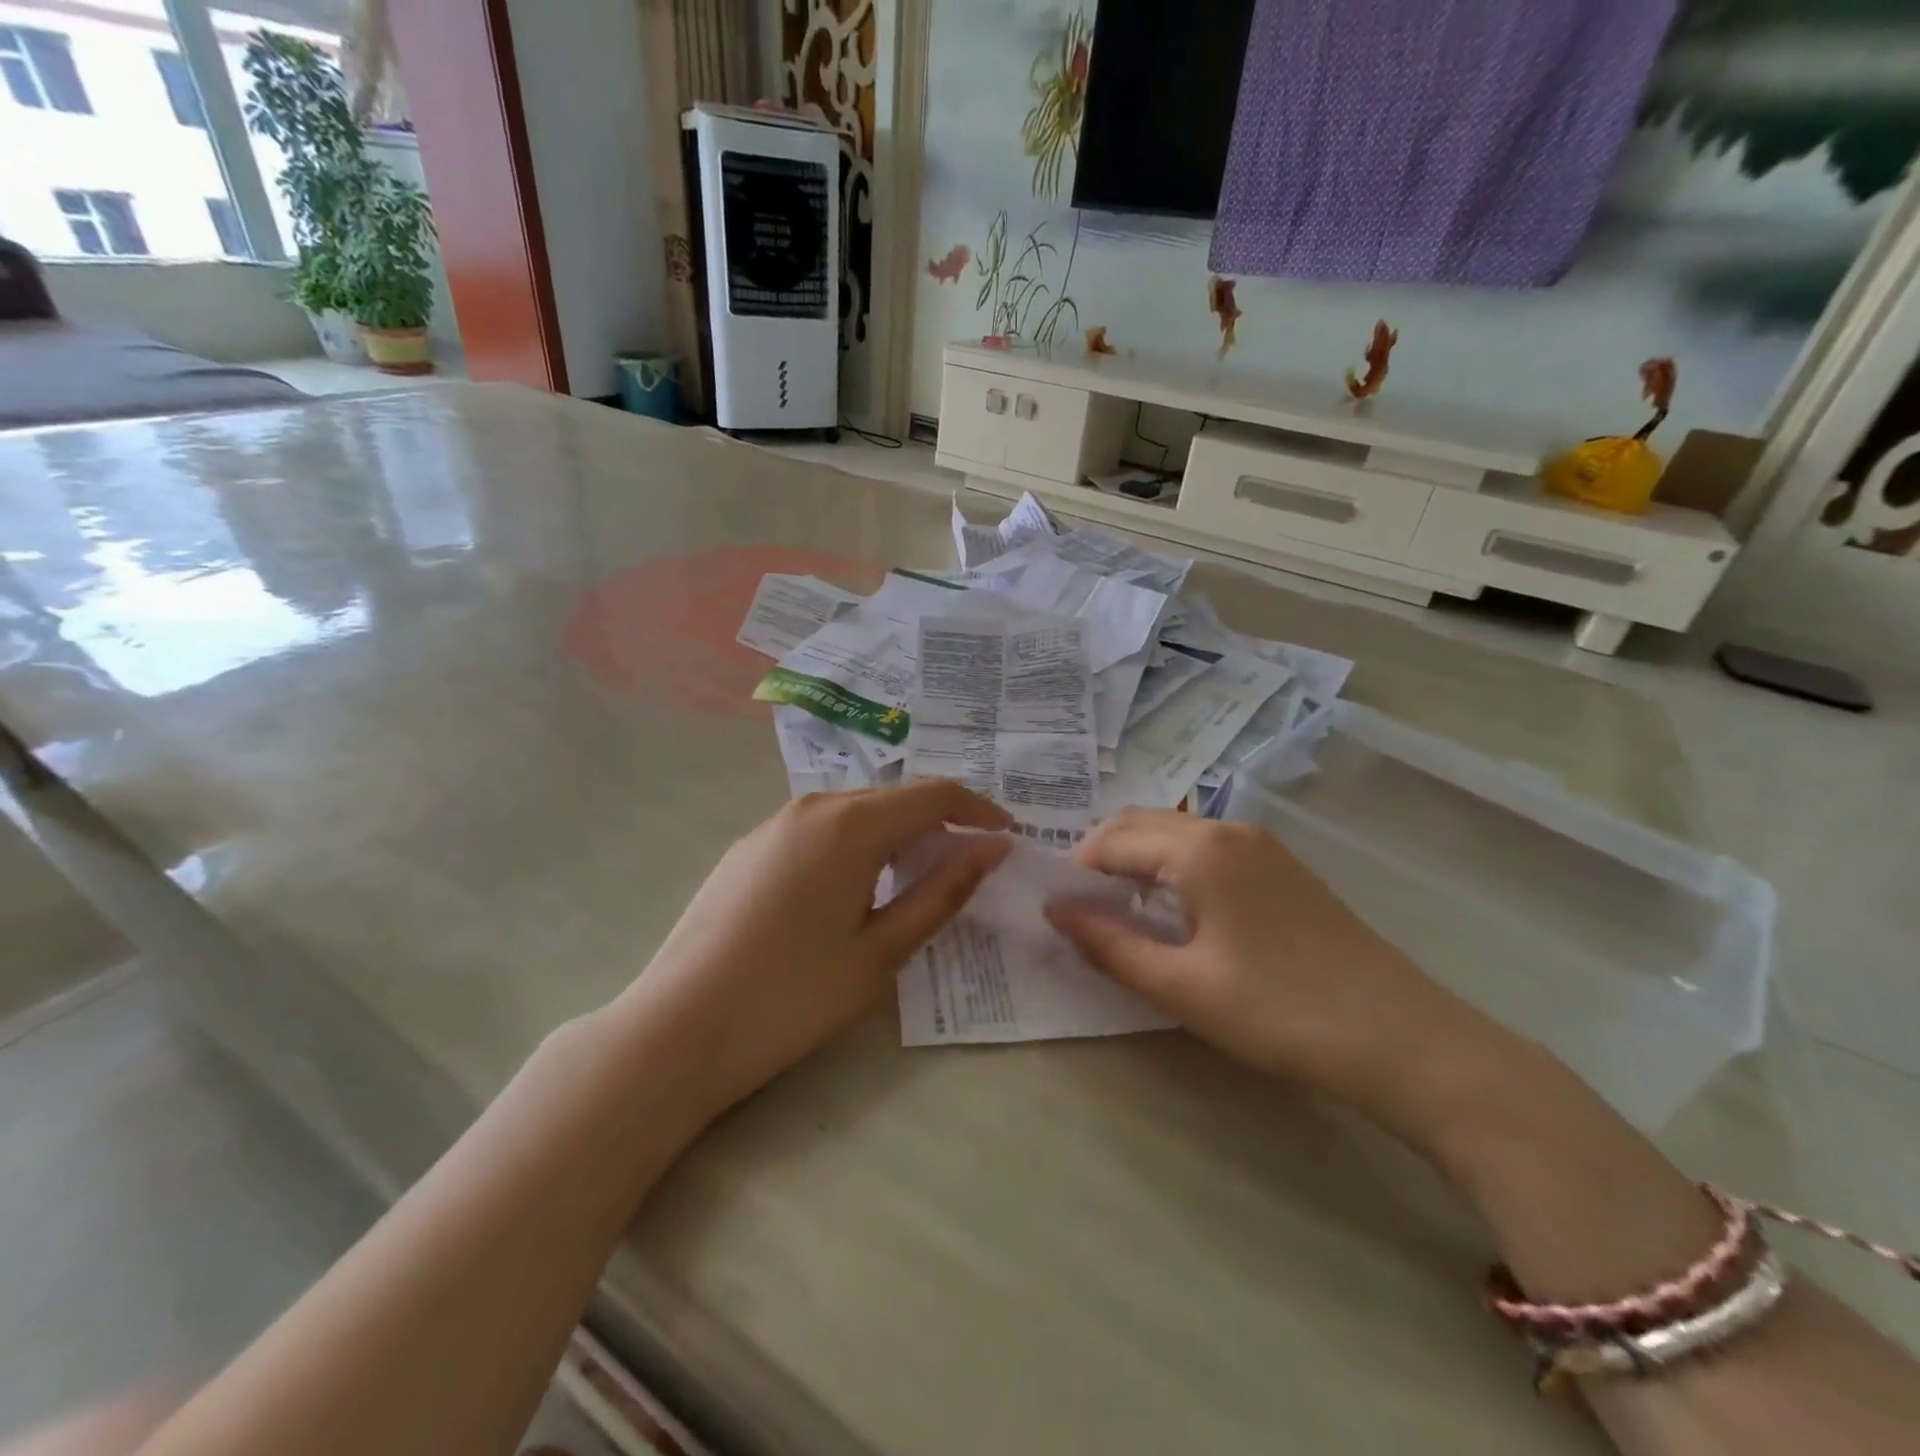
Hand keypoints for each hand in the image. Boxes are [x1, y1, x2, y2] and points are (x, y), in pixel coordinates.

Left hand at [626, 781, 1012, 1114]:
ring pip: (853, 813)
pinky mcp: (748, 848)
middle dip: (937, 822)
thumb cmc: (793, 994)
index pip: (933, 795)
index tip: (1006, 835)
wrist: (677, 1028)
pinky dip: (853, 846)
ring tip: (914, 878)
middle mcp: (812, 806)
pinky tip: (850, 890)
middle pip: (892, 799)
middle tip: (967, 863)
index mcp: (851, 824)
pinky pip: (818, 830)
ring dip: (894, 835)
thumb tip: (992, 848)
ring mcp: (772, 824)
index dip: (977, 809)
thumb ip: (943, 891)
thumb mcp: (882, 950)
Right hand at [1047, 811, 1487, 1127]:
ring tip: (1123, 917)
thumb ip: (1110, 945)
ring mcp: (1260, 845)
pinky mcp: (1281, 867)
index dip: (1076, 873)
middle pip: (1140, 826)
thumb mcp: (1182, 986)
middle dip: (1102, 859)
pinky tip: (1177, 915)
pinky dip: (1173, 869)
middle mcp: (1226, 829)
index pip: (1112, 841)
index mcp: (1198, 848)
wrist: (1404, 1040)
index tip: (1059, 913)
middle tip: (1083, 913)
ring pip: (1174, 836)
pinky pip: (1206, 851)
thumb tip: (1055, 911)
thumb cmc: (1280, 1011)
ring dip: (1138, 863)